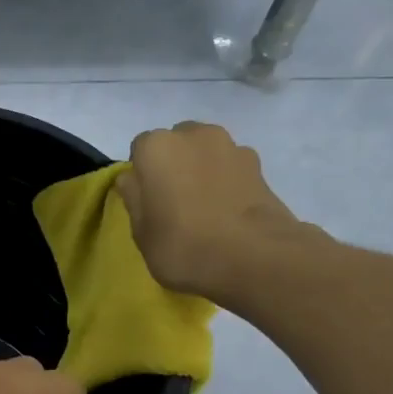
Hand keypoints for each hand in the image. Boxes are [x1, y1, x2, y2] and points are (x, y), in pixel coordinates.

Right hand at [117, 121, 306, 303]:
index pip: (140, 150)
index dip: (143, 175)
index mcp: (156, 147)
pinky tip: (229, 210)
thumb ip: (133, 198)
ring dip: (202, 170)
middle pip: (176, 143)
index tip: (148, 201)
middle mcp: (193, 135)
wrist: (256, 258)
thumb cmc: (184, 245)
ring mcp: (231, 146)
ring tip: (206, 207)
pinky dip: (227, 181)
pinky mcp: (259, 165)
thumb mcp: (141, 232)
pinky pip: (231, 167)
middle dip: (174, 164)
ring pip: (206, 152)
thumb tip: (133, 179)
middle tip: (175, 201)